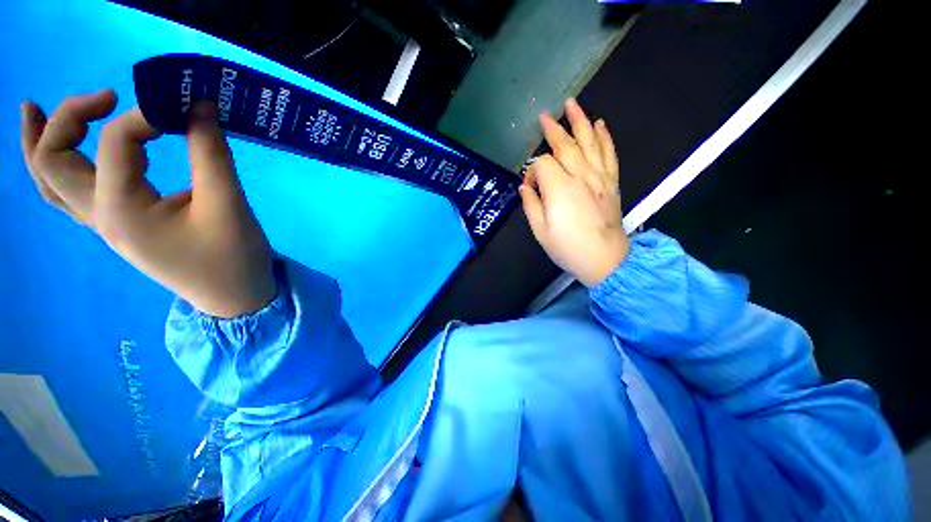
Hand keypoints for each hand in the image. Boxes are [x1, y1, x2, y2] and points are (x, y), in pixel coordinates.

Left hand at [21, 90, 275, 318]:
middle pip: (51, 160)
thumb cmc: (233, 256)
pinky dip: (59, 168)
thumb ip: (210, 152)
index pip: (118, 142)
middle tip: (106, 97)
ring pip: (49, 182)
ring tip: (32, 109)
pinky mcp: (119, 228)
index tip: (187, 107)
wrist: (235, 297)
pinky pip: (69, 195)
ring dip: (40, 143)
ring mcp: (104, 226)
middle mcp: (99, 216)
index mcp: (120, 210)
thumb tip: (197, 104)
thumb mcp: (228, 204)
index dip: (150, 114)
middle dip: (68, 118)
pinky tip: (68, 152)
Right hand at [520, 98, 629, 287]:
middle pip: (566, 145)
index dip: (532, 172)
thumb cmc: (568, 248)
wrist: (605, 259)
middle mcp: (581, 176)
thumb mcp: (540, 231)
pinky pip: (609, 154)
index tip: (529, 186)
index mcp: (560, 189)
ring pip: (590, 142)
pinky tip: (600, 124)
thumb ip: (531, 204)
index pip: (542, 165)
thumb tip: (526, 186)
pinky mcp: (612, 182)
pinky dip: (605, 137)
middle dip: (554, 129)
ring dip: (581, 121)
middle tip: (545, 115)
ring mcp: (600, 177)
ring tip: (573, 104)